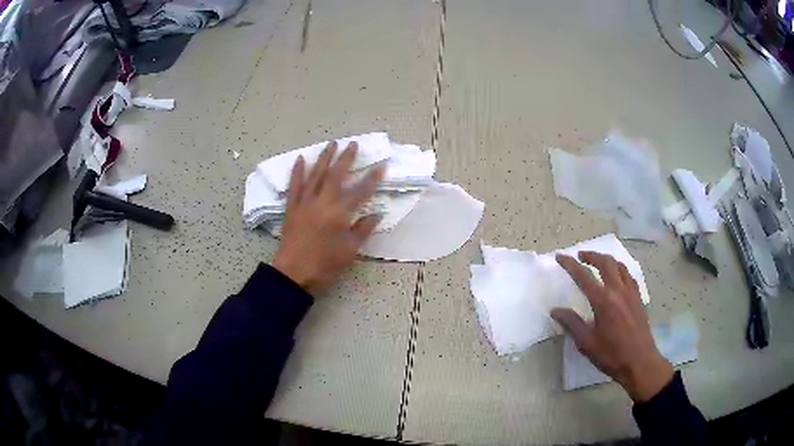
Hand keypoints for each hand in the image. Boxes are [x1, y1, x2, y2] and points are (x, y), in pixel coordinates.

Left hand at [273, 141, 382, 294]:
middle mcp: (322, 202)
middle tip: (353, 144)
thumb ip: (363, 230)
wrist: (293, 275)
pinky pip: (294, 186)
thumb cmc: (324, 265)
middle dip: (346, 158)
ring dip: (324, 158)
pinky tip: (300, 159)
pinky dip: (297, 172)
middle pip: (335, 175)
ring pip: (315, 175)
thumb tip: (376, 214)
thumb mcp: (349, 251)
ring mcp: (305, 203)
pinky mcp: (292, 208)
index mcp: (339, 214)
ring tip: (331, 144)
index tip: (381, 166)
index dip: (372, 179)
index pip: (360, 192)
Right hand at [552, 252, 672, 401]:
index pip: (583, 276)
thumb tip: (555, 310)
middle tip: (580, 255)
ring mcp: (631, 292)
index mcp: (603, 301)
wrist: (640, 362)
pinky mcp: (638, 298)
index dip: (570, 264)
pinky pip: (629, 275)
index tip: (560, 257)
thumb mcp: (587, 343)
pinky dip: (619, 269)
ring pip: (619, 266)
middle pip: (605, 262)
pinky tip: (617, 276)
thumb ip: (572, 323)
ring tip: (597, 261)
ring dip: (606, 259)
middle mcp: (618, 290)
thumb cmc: (611, 354)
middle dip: (591, 255)